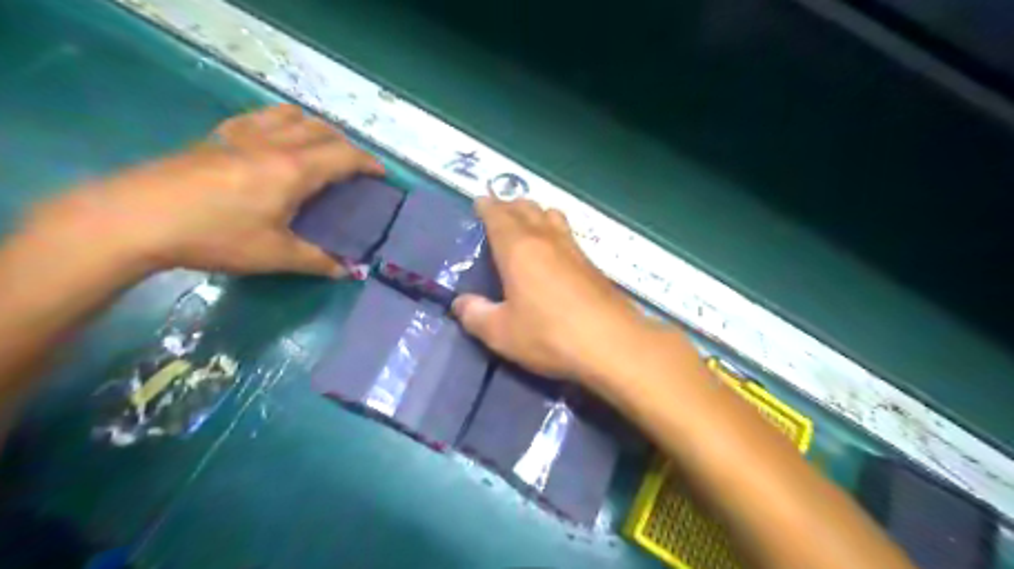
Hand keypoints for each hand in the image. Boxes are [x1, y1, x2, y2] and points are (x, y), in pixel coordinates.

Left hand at [28, 105, 384, 277]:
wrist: (136, 218)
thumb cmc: (216, 236)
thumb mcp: (274, 256)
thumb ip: (317, 261)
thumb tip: (347, 272)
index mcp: (295, 170)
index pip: (345, 155)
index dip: (369, 163)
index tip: (382, 175)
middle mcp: (274, 144)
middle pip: (322, 130)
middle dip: (346, 145)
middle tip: (353, 168)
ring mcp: (243, 135)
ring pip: (291, 115)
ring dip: (315, 128)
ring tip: (318, 149)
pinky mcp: (217, 136)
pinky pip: (260, 117)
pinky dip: (281, 123)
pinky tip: (274, 142)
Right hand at [450, 195, 648, 381]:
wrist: (612, 344)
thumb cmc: (549, 335)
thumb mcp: (501, 333)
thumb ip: (476, 316)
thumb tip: (460, 304)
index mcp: (518, 249)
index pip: (498, 216)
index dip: (487, 206)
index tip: (479, 202)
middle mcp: (546, 239)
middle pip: (526, 208)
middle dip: (509, 205)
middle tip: (498, 212)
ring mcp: (573, 249)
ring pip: (551, 215)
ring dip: (535, 213)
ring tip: (527, 223)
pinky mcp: (592, 264)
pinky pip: (567, 233)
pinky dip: (554, 229)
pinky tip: (555, 248)